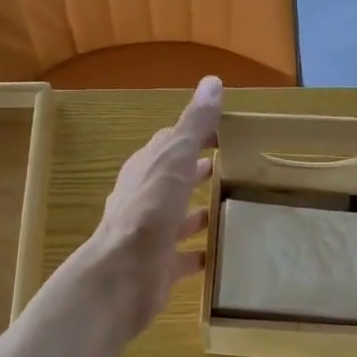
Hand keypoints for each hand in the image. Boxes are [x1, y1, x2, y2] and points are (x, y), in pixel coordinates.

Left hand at [90, 76, 223, 333]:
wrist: (123, 276)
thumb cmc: (149, 211)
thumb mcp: (174, 159)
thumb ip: (193, 125)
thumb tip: (212, 81)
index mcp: (145, 169)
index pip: (170, 143)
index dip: (195, 135)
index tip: (227, 132)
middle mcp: (144, 199)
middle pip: (173, 179)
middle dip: (197, 171)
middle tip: (233, 166)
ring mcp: (151, 234)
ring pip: (179, 217)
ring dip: (199, 211)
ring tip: (233, 206)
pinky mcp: (160, 266)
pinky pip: (184, 256)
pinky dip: (201, 252)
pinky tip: (222, 252)